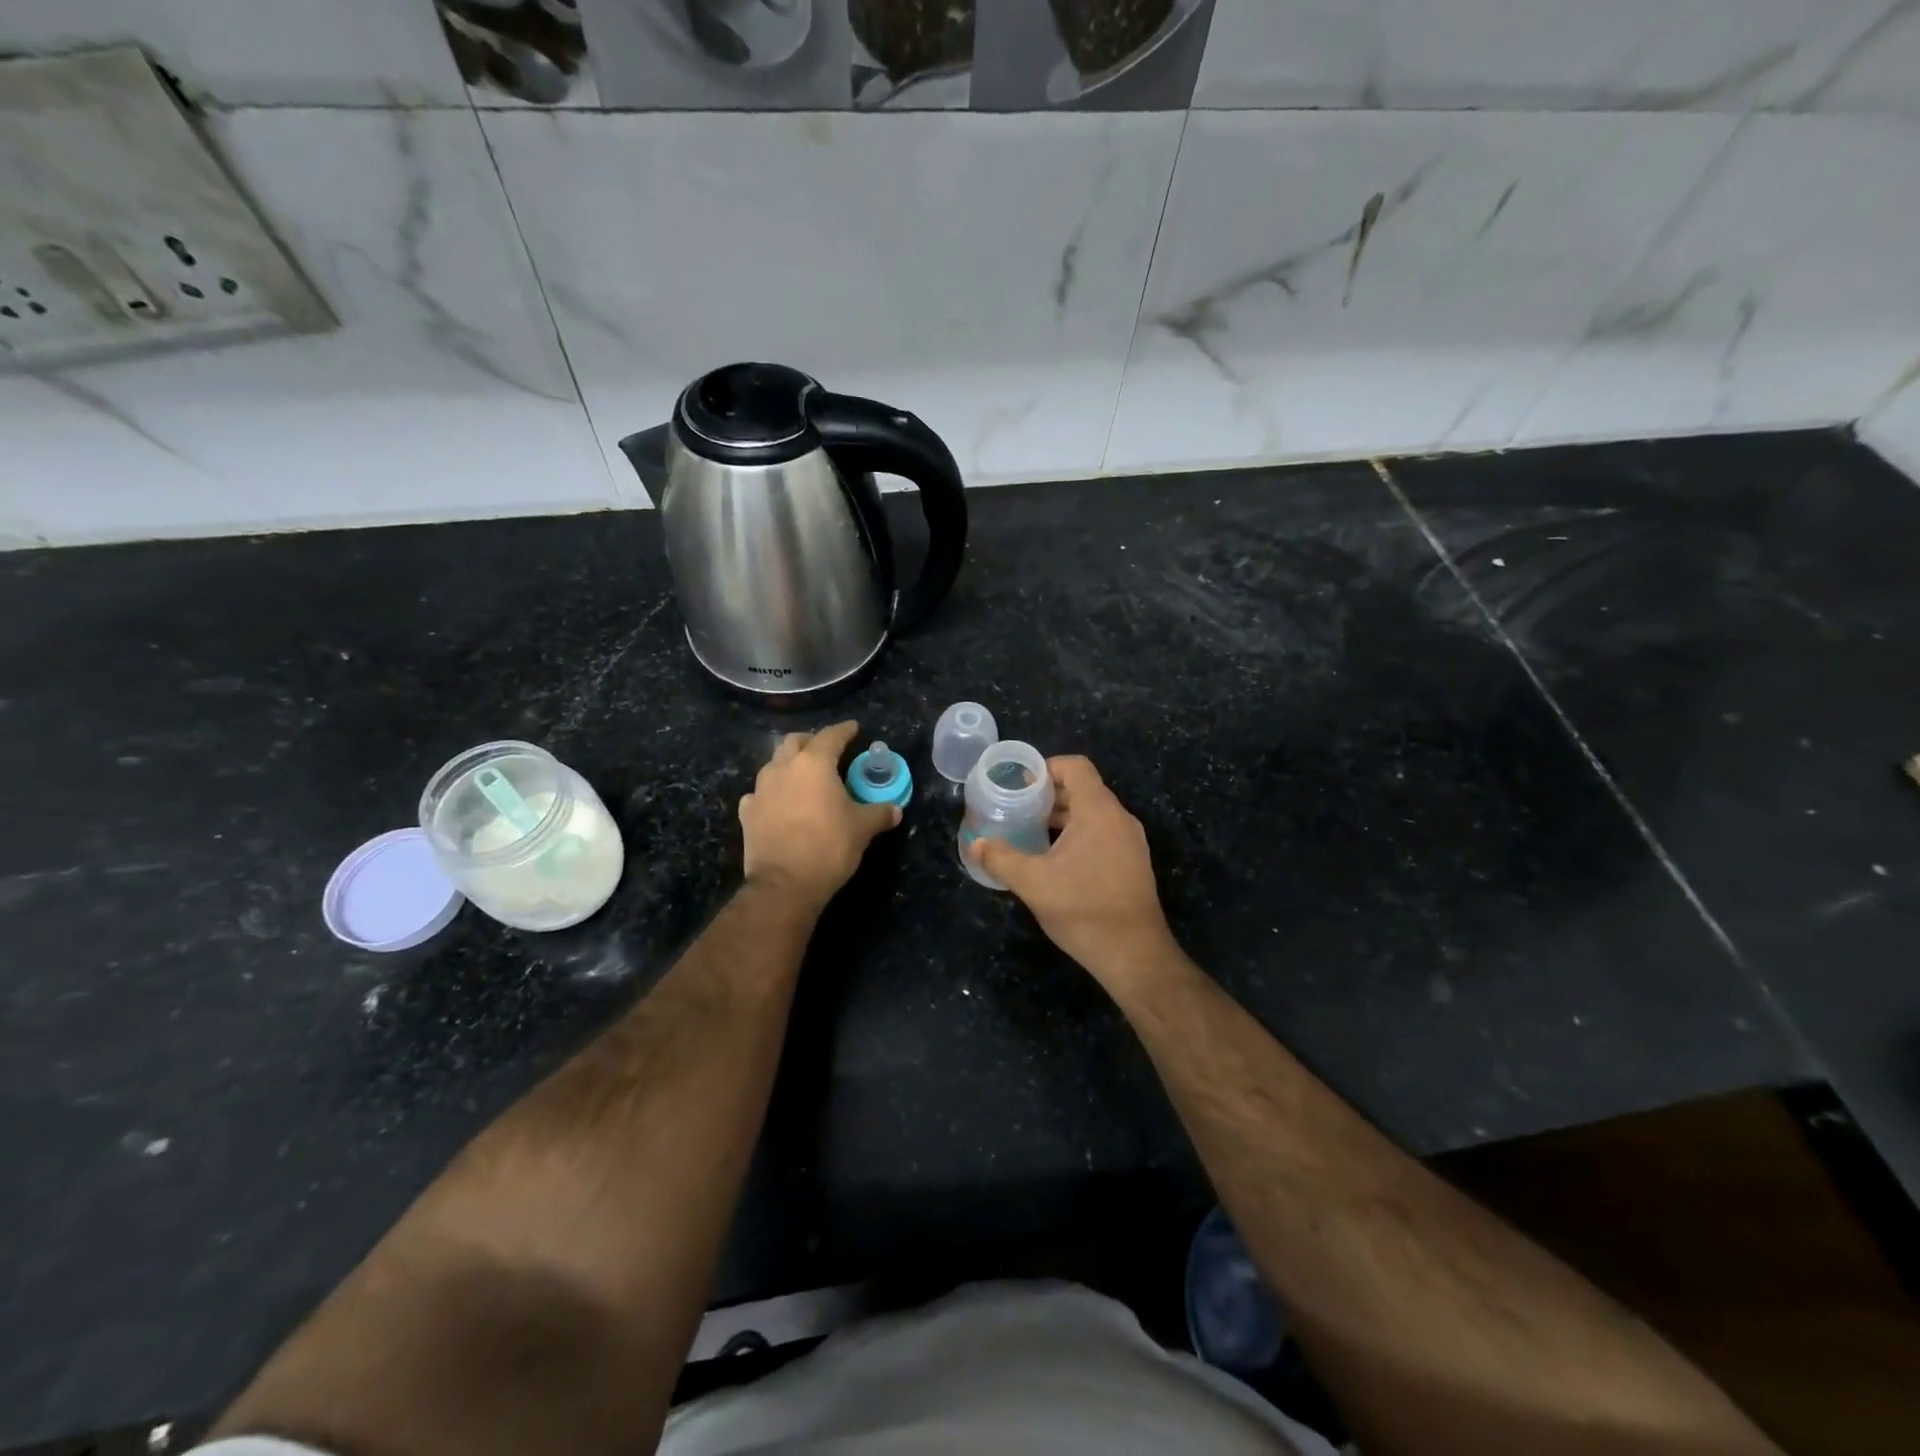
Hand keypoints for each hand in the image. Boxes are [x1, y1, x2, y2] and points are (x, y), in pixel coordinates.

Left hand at [740, 721, 898, 910]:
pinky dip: (772, 793)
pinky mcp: (747, 813)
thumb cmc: (829, 846)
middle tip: (827, 752)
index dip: (845, 730)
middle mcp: (783, 768)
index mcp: (814, 764)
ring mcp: (760, 790)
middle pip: (795, 742)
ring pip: (774, 764)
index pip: (831, 736)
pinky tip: (780, 804)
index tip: (854, 728)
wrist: (784, 884)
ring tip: (804, 778)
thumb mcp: (862, 829)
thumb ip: (879, 813)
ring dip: (789, 765)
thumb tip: (895, 809)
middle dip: (811, 742)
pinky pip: (759, 793)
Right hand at [970, 756, 1179, 987]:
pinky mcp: (1133, 863)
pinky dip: (1078, 835)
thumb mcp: (1033, 883)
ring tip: (1031, 834)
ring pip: (1093, 814)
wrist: (1134, 954)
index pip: (1075, 766)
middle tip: (1018, 810)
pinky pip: (1103, 834)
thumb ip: (1001, 859)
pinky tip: (1056, 861)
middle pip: (1083, 789)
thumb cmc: (1083, 909)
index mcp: (1098, 811)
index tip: (1020, 785)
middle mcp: (1120, 818)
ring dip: (1063, 817)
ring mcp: (1131, 842)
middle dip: (1049, 795)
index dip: (1046, 768)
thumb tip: (976, 844)